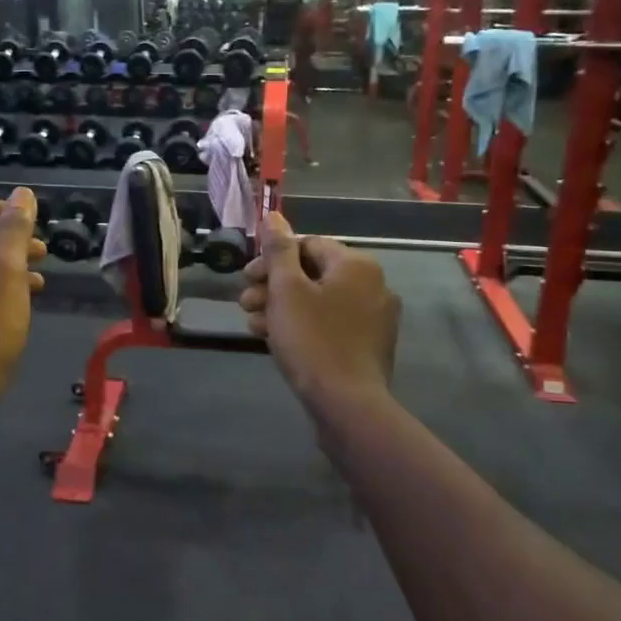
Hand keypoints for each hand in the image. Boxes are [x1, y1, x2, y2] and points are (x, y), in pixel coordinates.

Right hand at [240, 212, 399, 414]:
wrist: (347, 404)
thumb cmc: (313, 340)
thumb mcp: (287, 291)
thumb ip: (279, 251)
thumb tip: (274, 216)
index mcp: (356, 265)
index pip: (307, 245)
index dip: (272, 259)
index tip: (247, 279)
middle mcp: (373, 285)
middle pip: (312, 273)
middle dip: (273, 286)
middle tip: (245, 303)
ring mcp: (374, 318)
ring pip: (318, 301)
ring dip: (282, 308)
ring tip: (254, 325)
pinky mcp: (368, 345)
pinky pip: (330, 324)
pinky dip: (303, 326)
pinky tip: (276, 341)